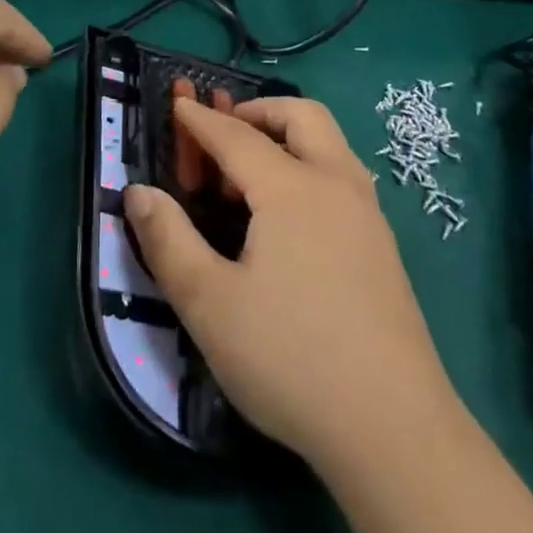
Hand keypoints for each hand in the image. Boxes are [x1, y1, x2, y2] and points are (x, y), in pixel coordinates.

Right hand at [124, 97, 454, 468]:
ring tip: (253, 176)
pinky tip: (293, 218)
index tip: (178, 104)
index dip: (202, 121)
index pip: (236, 136)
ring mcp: (368, 212)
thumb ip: (168, 241)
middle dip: (259, 111)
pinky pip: (343, 175)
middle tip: (226, 134)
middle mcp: (335, 183)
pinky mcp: (384, 245)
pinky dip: (311, 166)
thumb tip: (138, 192)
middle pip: (302, 115)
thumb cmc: (290, 358)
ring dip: (289, 137)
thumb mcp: (209, 305)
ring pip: (330, 142)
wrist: (394, 428)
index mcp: (291, 188)